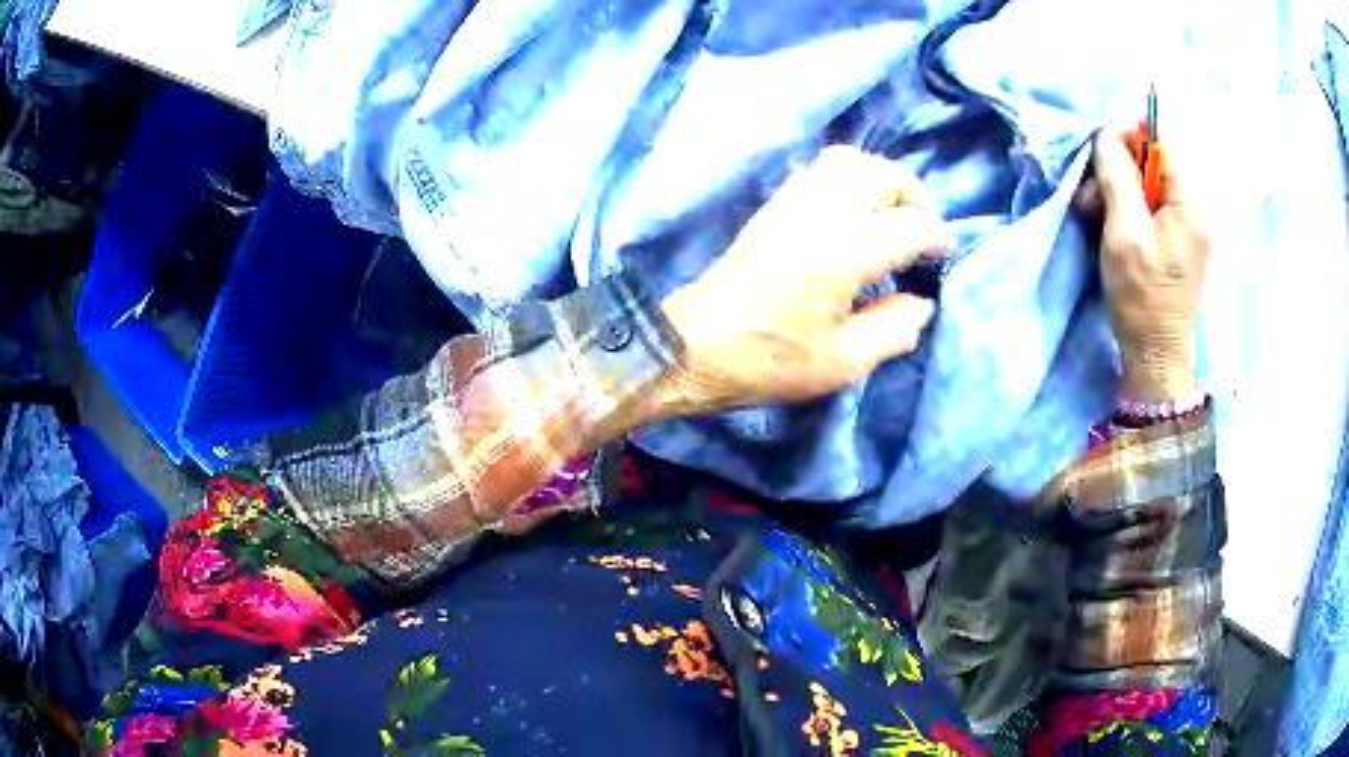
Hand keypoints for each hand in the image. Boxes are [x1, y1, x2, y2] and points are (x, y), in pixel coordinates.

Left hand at [657, 146, 954, 415]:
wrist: (693, 345)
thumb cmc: (768, 361)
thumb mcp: (842, 363)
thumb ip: (893, 330)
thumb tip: (921, 304)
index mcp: (844, 253)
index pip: (911, 225)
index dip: (937, 238)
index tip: (944, 256)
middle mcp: (821, 214)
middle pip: (882, 174)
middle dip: (915, 194)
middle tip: (924, 228)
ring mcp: (791, 203)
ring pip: (848, 160)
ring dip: (880, 178)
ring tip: (892, 212)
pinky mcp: (771, 206)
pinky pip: (818, 170)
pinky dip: (848, 177)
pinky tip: (852, 209)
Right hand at [1080, 132, 1210, 401]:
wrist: (1156, 358)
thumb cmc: (1142, 297)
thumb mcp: (1124, 232)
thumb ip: (1117, 177)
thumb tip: (1105, 135)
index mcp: (1189, 206)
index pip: (1160, 146)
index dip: (1127, 140)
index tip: (1098, 156)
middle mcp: (1194, 212)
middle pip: (1152, 167)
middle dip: (1117, 174)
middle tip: (1089, 198)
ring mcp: (1187, 231)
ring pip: (1148, 190)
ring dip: (1117, 195)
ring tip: (1093, 217)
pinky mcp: (1178, 247)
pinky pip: (1151, 212)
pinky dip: (1127, 214)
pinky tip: (1110, 231)